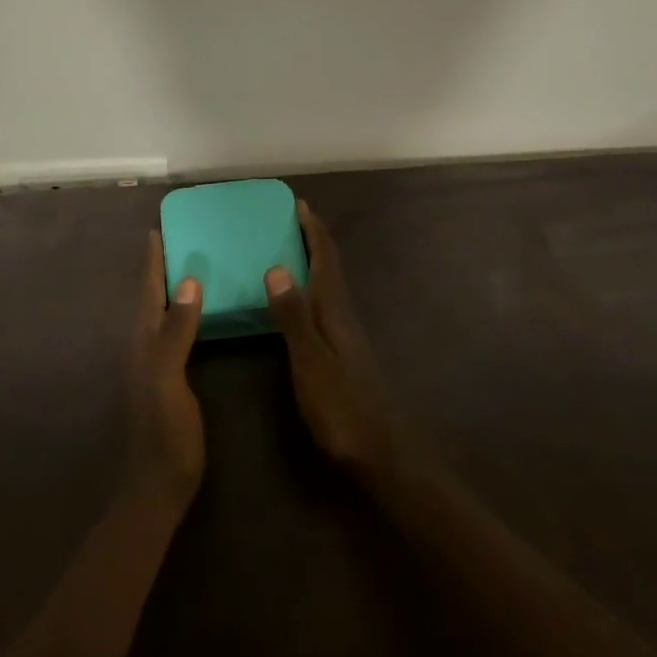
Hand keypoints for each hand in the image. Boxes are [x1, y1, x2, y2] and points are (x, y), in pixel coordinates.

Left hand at [125, 233, 205, 507]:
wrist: (158, 485)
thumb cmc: (165, 433)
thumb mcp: (169, 379)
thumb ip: (175, 332)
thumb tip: (188, 282)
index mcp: (142, 342)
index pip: (147, 292)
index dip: (152, 262)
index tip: (157, 230)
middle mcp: (143, 347)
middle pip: (150, 298)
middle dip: (159, 268)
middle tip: (177, 239)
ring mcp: (153, 364)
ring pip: (159, 314)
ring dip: (168, 288)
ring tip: (187, 265)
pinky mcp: (167, 378)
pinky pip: (172, 332)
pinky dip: (181, 313)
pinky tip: (197, 313)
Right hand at [265, 201, 409, 484]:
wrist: (380, 452)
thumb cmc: (341, 407)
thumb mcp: (310, 362)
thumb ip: (293, 317)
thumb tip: (276, 267)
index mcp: (335, 312)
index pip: (326, 260)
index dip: (314, 231)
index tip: (300, 204)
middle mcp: (343, 316)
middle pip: (331, 267)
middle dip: (315, 239)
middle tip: (293, 219)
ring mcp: (346, 335)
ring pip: (330, 285)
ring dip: (315, 261)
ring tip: (292, 248)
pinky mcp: (343, 352)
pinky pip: (325, 304)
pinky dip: (312, 287)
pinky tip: (301, 300)